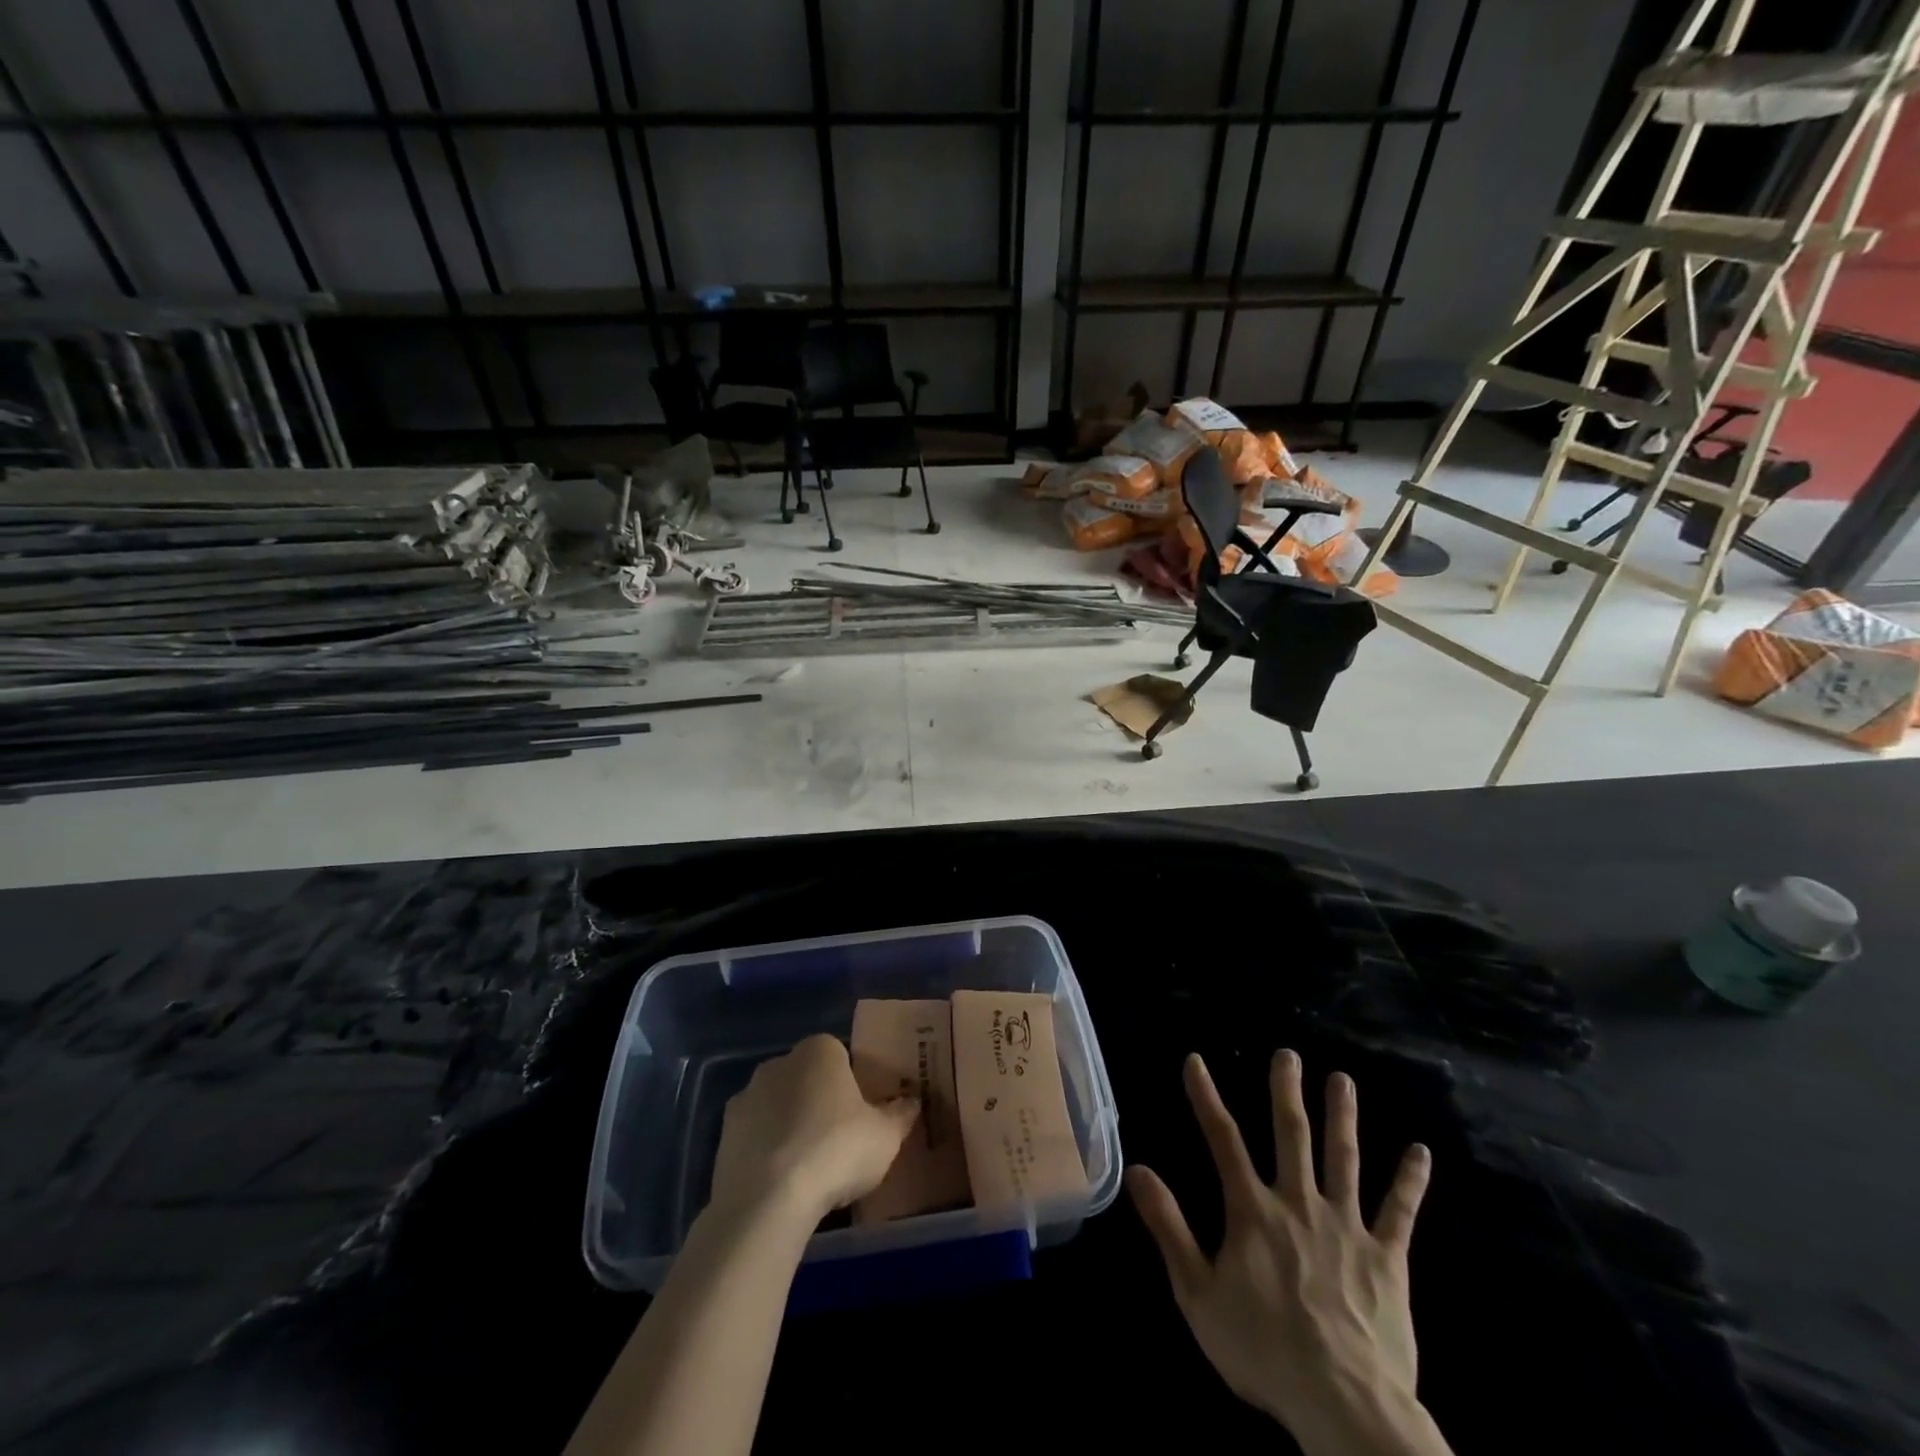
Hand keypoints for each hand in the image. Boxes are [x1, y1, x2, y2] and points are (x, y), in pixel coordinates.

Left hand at [709, 1034, 919, 1224]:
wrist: (768, 1200)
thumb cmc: (836, 1151)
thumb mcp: (885, 1136)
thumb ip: (901, 1114)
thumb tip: (912, 1101)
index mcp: (820, 1050)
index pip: (841, 1056)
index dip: (853, 1085)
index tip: (863, 1115)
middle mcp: (779, 1062)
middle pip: (807, 1078)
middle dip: (820, 1102)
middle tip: (839, 1142)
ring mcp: (746, 1097)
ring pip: (778, 1107)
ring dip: (790, 1127)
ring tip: (809, 1169)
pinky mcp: (723, 1134)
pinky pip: (755, 1137)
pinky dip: (767, 1152)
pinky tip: (782, 1183)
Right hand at [1128, 1051, 1433, 1450]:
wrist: (1344, 1404)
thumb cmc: (1263, 1349)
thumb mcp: (1197, 1293)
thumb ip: (1169, 1227)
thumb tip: (1138, 1170)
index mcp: (1253, 1211)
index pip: (1223, 1140)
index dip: (1206, 1097)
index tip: (1196, 1061)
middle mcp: (1299, 1203)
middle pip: (1292, 1135)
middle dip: (1287, 1091)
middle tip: (1288, 1054)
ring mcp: (1347, 1227)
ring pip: (1344, 1158)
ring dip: (1343, 1116)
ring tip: (1343, 1079)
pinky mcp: (1387, 1258)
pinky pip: (1400, 1212)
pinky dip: (1410, 1181)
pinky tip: (1421, 1152)